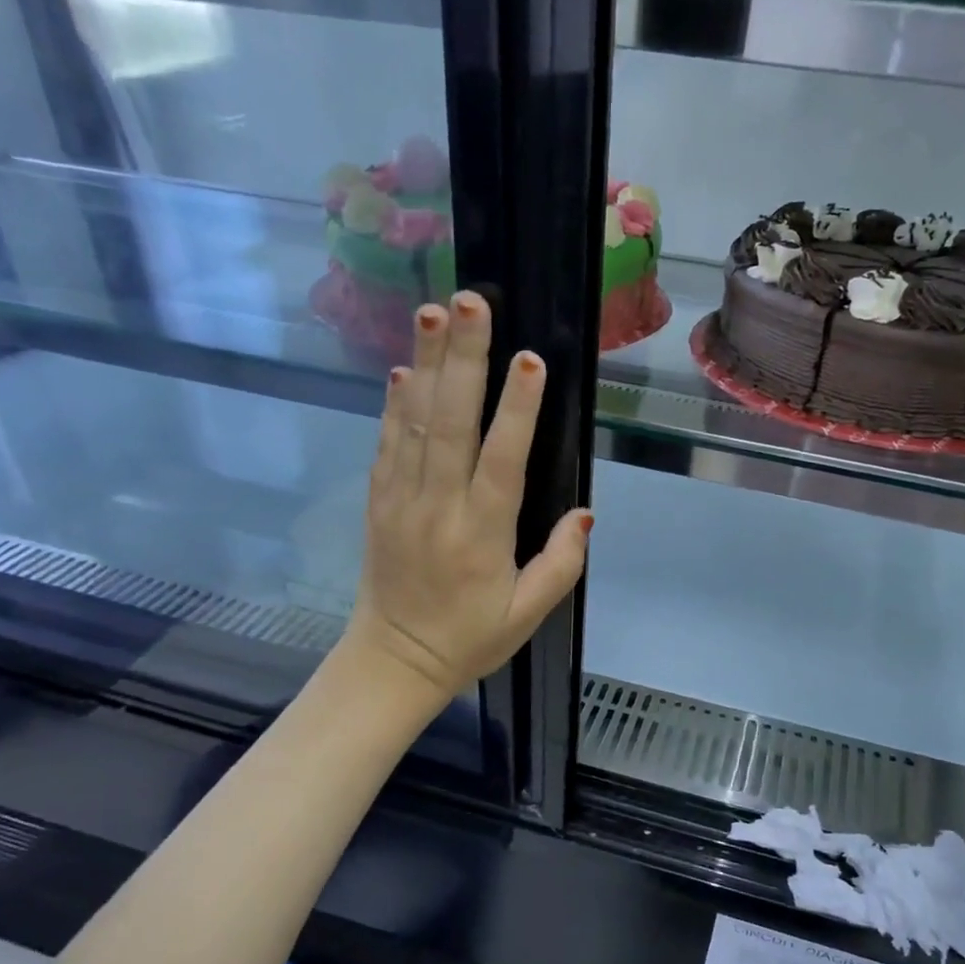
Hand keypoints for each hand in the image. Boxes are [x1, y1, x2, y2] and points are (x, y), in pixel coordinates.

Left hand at [340, 291, 590, 701]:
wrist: (392, 661)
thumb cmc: (469, 638)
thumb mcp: (528, 614)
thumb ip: (561, 564)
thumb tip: (586, 514)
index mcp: (482, 535)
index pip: (501, 461)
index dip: (517, 409)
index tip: (529, 359)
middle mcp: (438, 507)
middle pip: (451, 423)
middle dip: (463, 359)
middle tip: (469, 302)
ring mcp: (401, 500)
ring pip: (415, 422)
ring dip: (426, 364)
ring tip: (433, 312)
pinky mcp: (379, 502)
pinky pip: (387, 444)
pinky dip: (395, 404)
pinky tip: (405, 369)